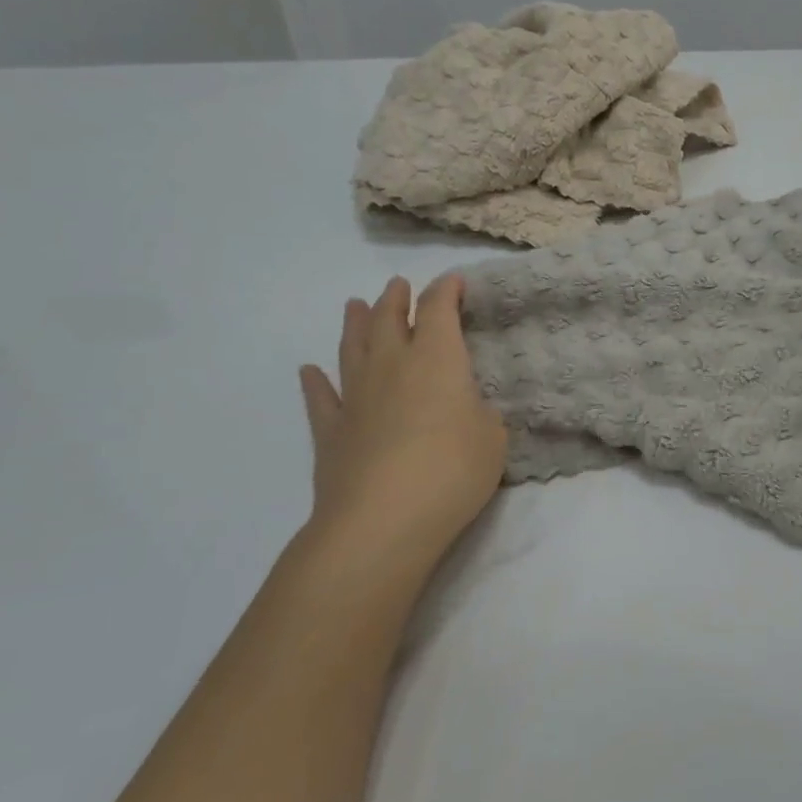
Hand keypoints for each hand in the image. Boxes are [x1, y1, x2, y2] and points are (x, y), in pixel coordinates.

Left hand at [298, 274, 507, 576]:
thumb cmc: (452, 470)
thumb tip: (464, 408)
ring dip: (355, 324)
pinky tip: (309, 372)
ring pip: (352, 348)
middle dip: (396, 299)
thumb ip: (479, 413)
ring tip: (354, 306)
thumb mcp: (492, 437)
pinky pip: (321, 399)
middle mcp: (392, 366)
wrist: (383, 520)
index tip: (453, 281)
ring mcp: (356, 397)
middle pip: (389, 320)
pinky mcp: (331, 432)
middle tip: (397, 286)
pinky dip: (315, 383)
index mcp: (436, 359)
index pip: (438, 310)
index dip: (446, 291)